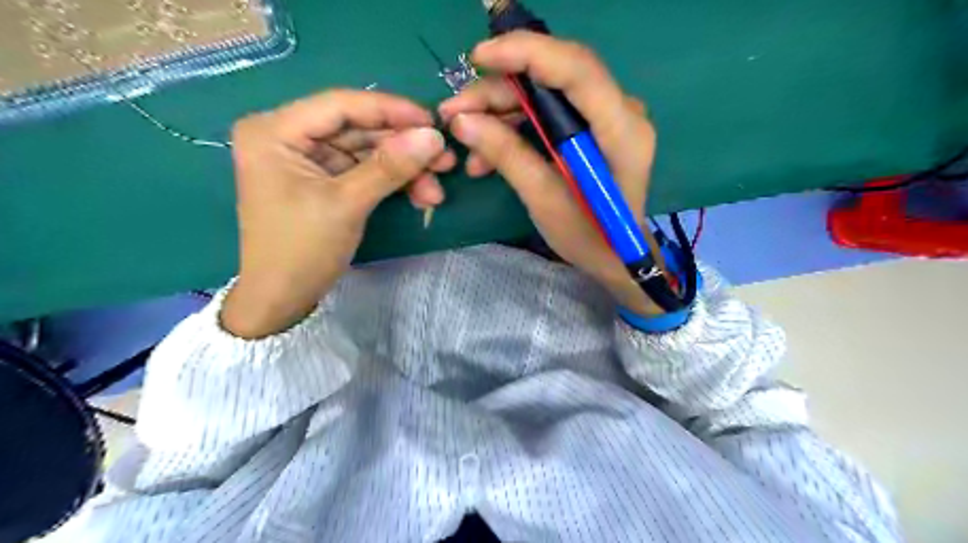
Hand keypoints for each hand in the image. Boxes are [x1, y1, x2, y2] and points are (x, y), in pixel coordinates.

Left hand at [223, 90, 454, 337]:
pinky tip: (421, 196)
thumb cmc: (301, 250)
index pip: (341, 105)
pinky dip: (393, 183)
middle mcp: (289, 136)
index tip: (433, 122)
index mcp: (274, 131)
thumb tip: (434, 137)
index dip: (391, 111)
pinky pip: (365, 171)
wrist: (282, 300)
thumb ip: (390, 167)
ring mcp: (309, 159)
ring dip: (404, 169)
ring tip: (436, 190)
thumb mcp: (347, 204)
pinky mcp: (325, 180)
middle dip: (403, 147)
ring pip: (367, 152)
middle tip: (445, 161)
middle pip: (358, 129)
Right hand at [442, 33, 661, 316]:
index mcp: (622, 131)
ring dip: (501, 110)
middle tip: (455, 111)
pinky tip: (487, 151)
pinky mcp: (593, 127)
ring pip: (546, 92)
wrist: (615, 256)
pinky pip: (549, 112)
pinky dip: (515, 125)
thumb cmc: (588, 236)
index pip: (576, 69)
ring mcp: (608, 117)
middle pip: (556, 76)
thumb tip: (462, 121)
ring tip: (465, 138)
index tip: (478, 59)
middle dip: (500, 88)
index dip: (526, 53)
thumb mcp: (544, 200)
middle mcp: (621, 111)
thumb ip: (507, 155)